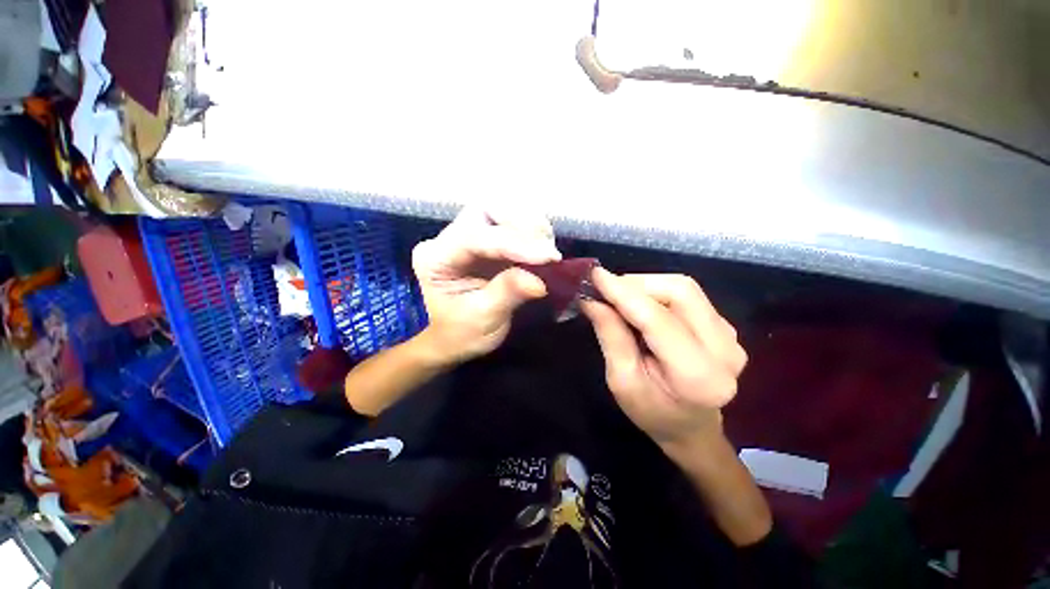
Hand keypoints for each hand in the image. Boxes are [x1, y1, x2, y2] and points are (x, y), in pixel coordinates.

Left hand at [412, 206, 560, 364]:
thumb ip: (508, 294)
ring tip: (546, 252)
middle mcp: (449, 239)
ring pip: (501, 211)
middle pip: (486, 211)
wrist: (450, 340)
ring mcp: (468, 236)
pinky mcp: (486, 241)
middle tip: (547, 252)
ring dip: (530, 226)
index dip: (515, 243)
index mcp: (436, 258)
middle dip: (522, 225)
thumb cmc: (459, 334)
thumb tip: (540, 281)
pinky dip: (532, 232)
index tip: (549, 257)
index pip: (476, 237)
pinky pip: (510, 224)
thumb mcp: (483, 320)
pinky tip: (541, 250)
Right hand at [581, 269, 747, 453]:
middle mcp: (725, 350)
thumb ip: (611, 337)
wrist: (692, 428)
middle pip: (680, 291)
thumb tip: (592, 300)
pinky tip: (642, 306)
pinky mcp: (725, 326)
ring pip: (684, 288)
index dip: (624, 293)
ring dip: (646, 286)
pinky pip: (688, 295)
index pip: (658, 320)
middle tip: (606, 290)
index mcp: (698, 376)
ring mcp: (730, 335)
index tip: (596, 275)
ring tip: (620, 297)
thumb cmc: (651, 413)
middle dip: (637, 284)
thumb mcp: (621, 381)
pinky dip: (658, 292)